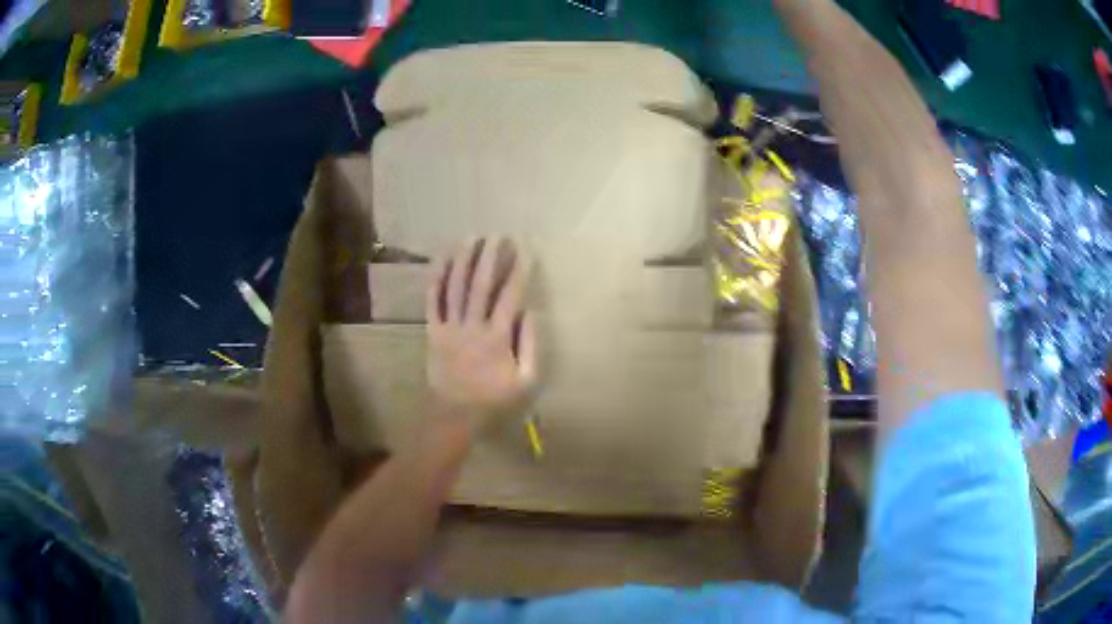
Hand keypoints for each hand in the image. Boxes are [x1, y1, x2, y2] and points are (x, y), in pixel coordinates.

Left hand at [426, 238, 536, 431]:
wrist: (454, 415)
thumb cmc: (493, 399)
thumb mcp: (525, 380)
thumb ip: (530, 345)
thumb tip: (530, 312)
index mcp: (497, 337)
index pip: (510, 295)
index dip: (518, 269)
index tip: (524, 249)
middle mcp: (472, 326)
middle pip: (480, 283)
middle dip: (490, 256)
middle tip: (497, 234)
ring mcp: (449, 327)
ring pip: (455, 286)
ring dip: (463, 259)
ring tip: (471, 237)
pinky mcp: (433, 331)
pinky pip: (433, 301)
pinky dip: (437, 278)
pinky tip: (443, 260)